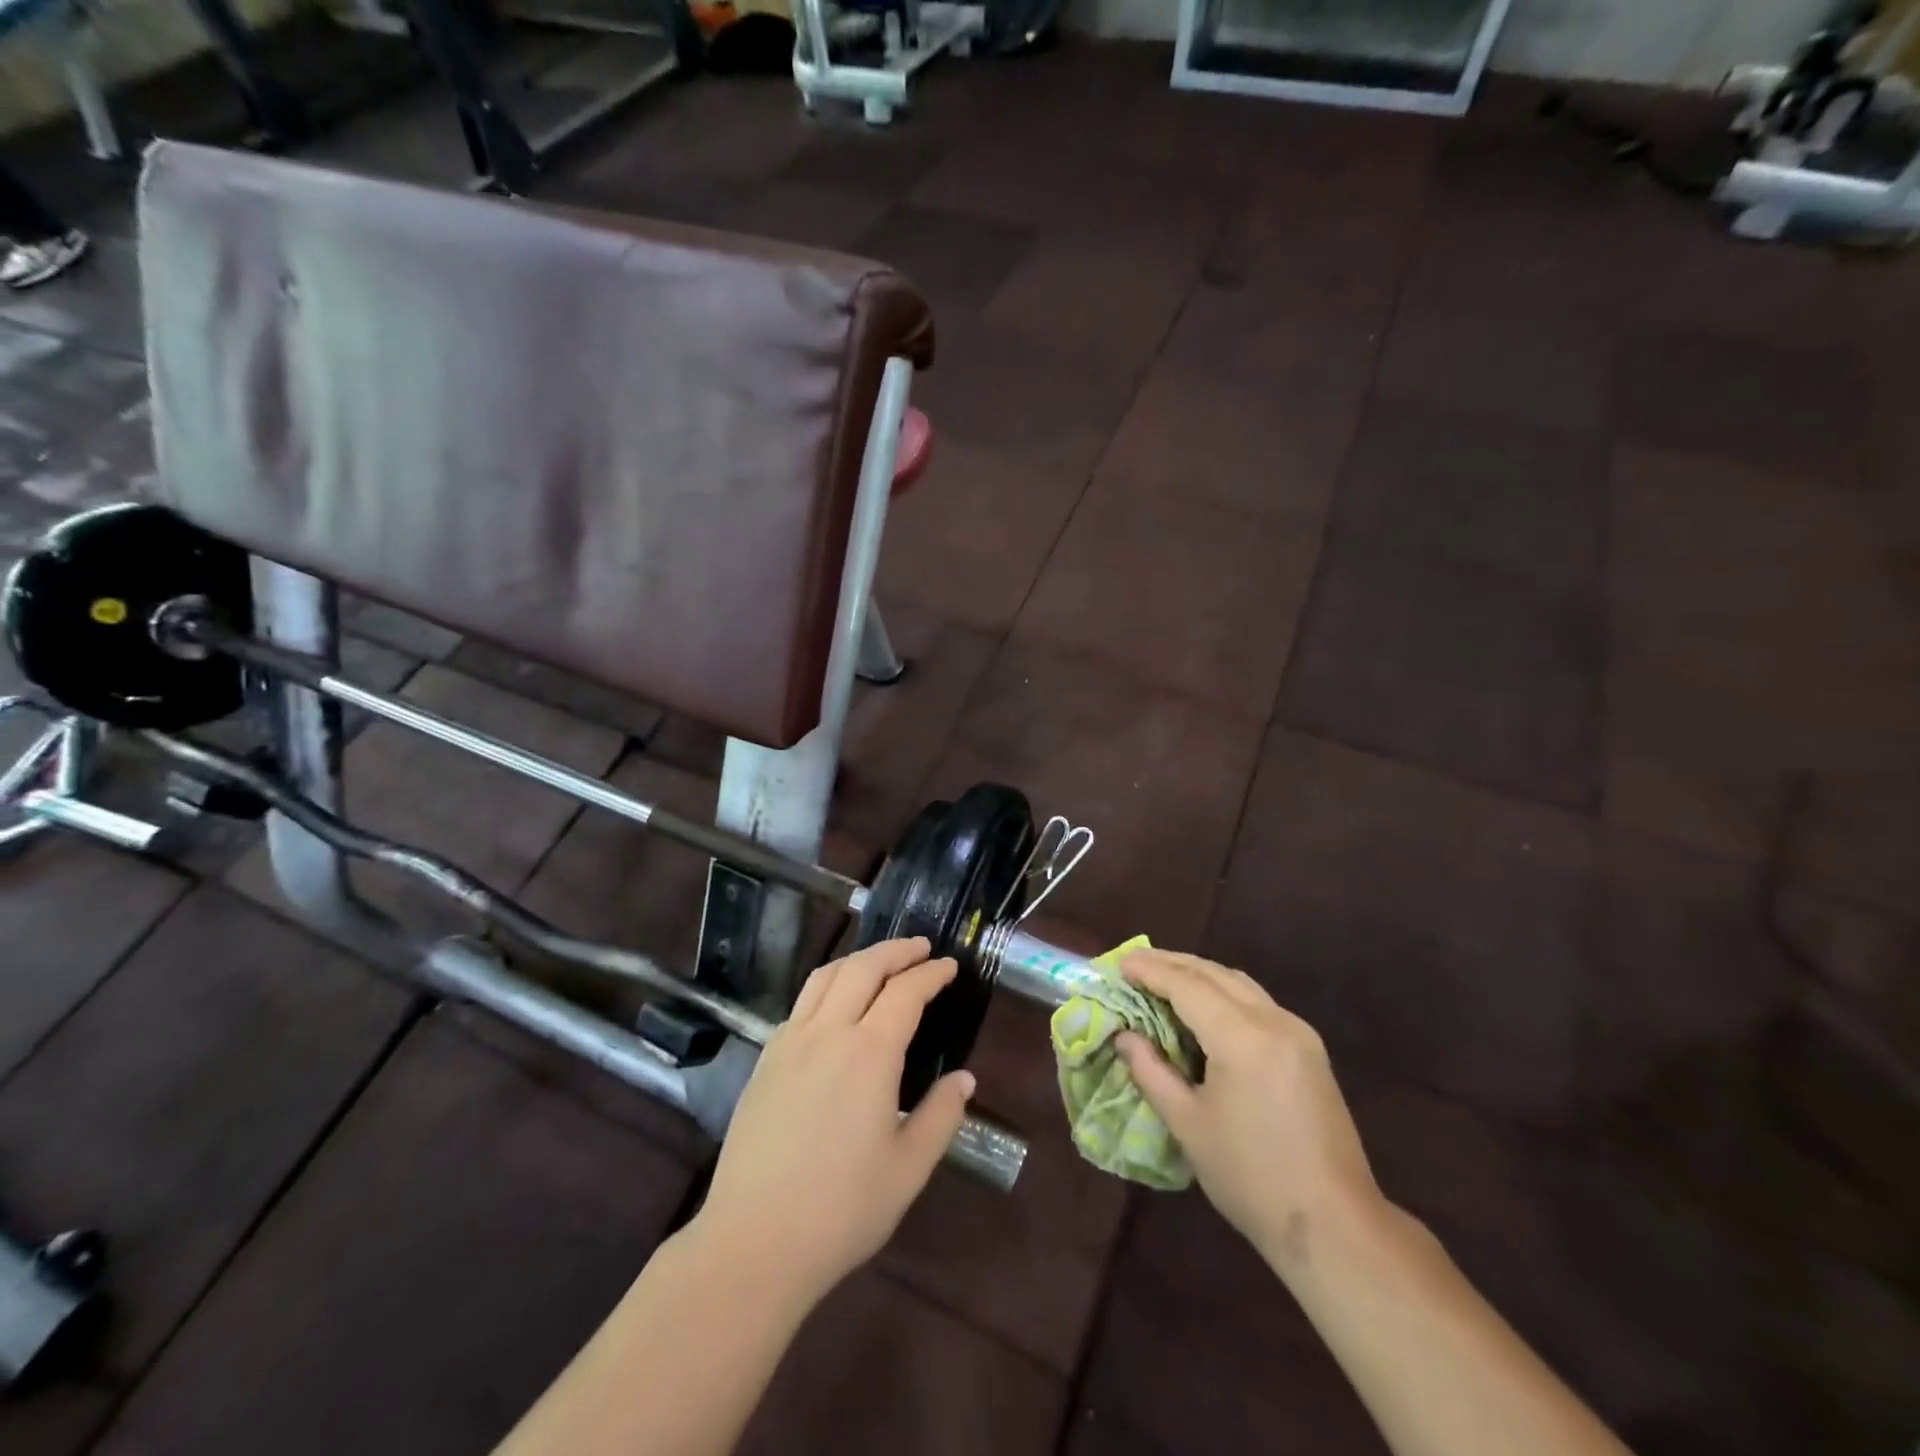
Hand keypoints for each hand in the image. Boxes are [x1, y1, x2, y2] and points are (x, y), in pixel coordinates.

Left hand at [693, 938, 975, 1306]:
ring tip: (879, 961)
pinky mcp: (765, 1061)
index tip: (949, 966)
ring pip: (825, 977)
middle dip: (895, 951)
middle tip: (920, 947)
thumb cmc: (841, 1210)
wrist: (754, 1242)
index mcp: (869, 1053)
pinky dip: (827, 986)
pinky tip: (835, 1005)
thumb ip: (941, 1116)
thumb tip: (964, 1080)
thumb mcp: (908, 1169)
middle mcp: (828, 1033)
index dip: (931, 974)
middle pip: (863, 968)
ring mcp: (789, 1043)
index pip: (906, 993)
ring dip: (858, 959)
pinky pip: (801, 1004)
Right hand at [1116, 950, 1382, 1271]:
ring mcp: (1298, 1033)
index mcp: (1243, 1038)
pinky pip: (1257, 1002)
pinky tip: (1204, 1006)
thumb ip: (1151, 1072)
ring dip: (1199, 974)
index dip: (1150, 970)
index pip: (1187, 985)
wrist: (1334, 1225)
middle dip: (1172, 964)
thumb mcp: (1188, 1125)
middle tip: (1134, 964)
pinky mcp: (1309, 1050)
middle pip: (1215, 974)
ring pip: (1239, 983)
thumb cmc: (1251, 1177)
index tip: (1119, 964)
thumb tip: (1124, 1036)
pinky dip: (1223, 992)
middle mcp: (1274, 1021)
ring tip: (1163, 977)